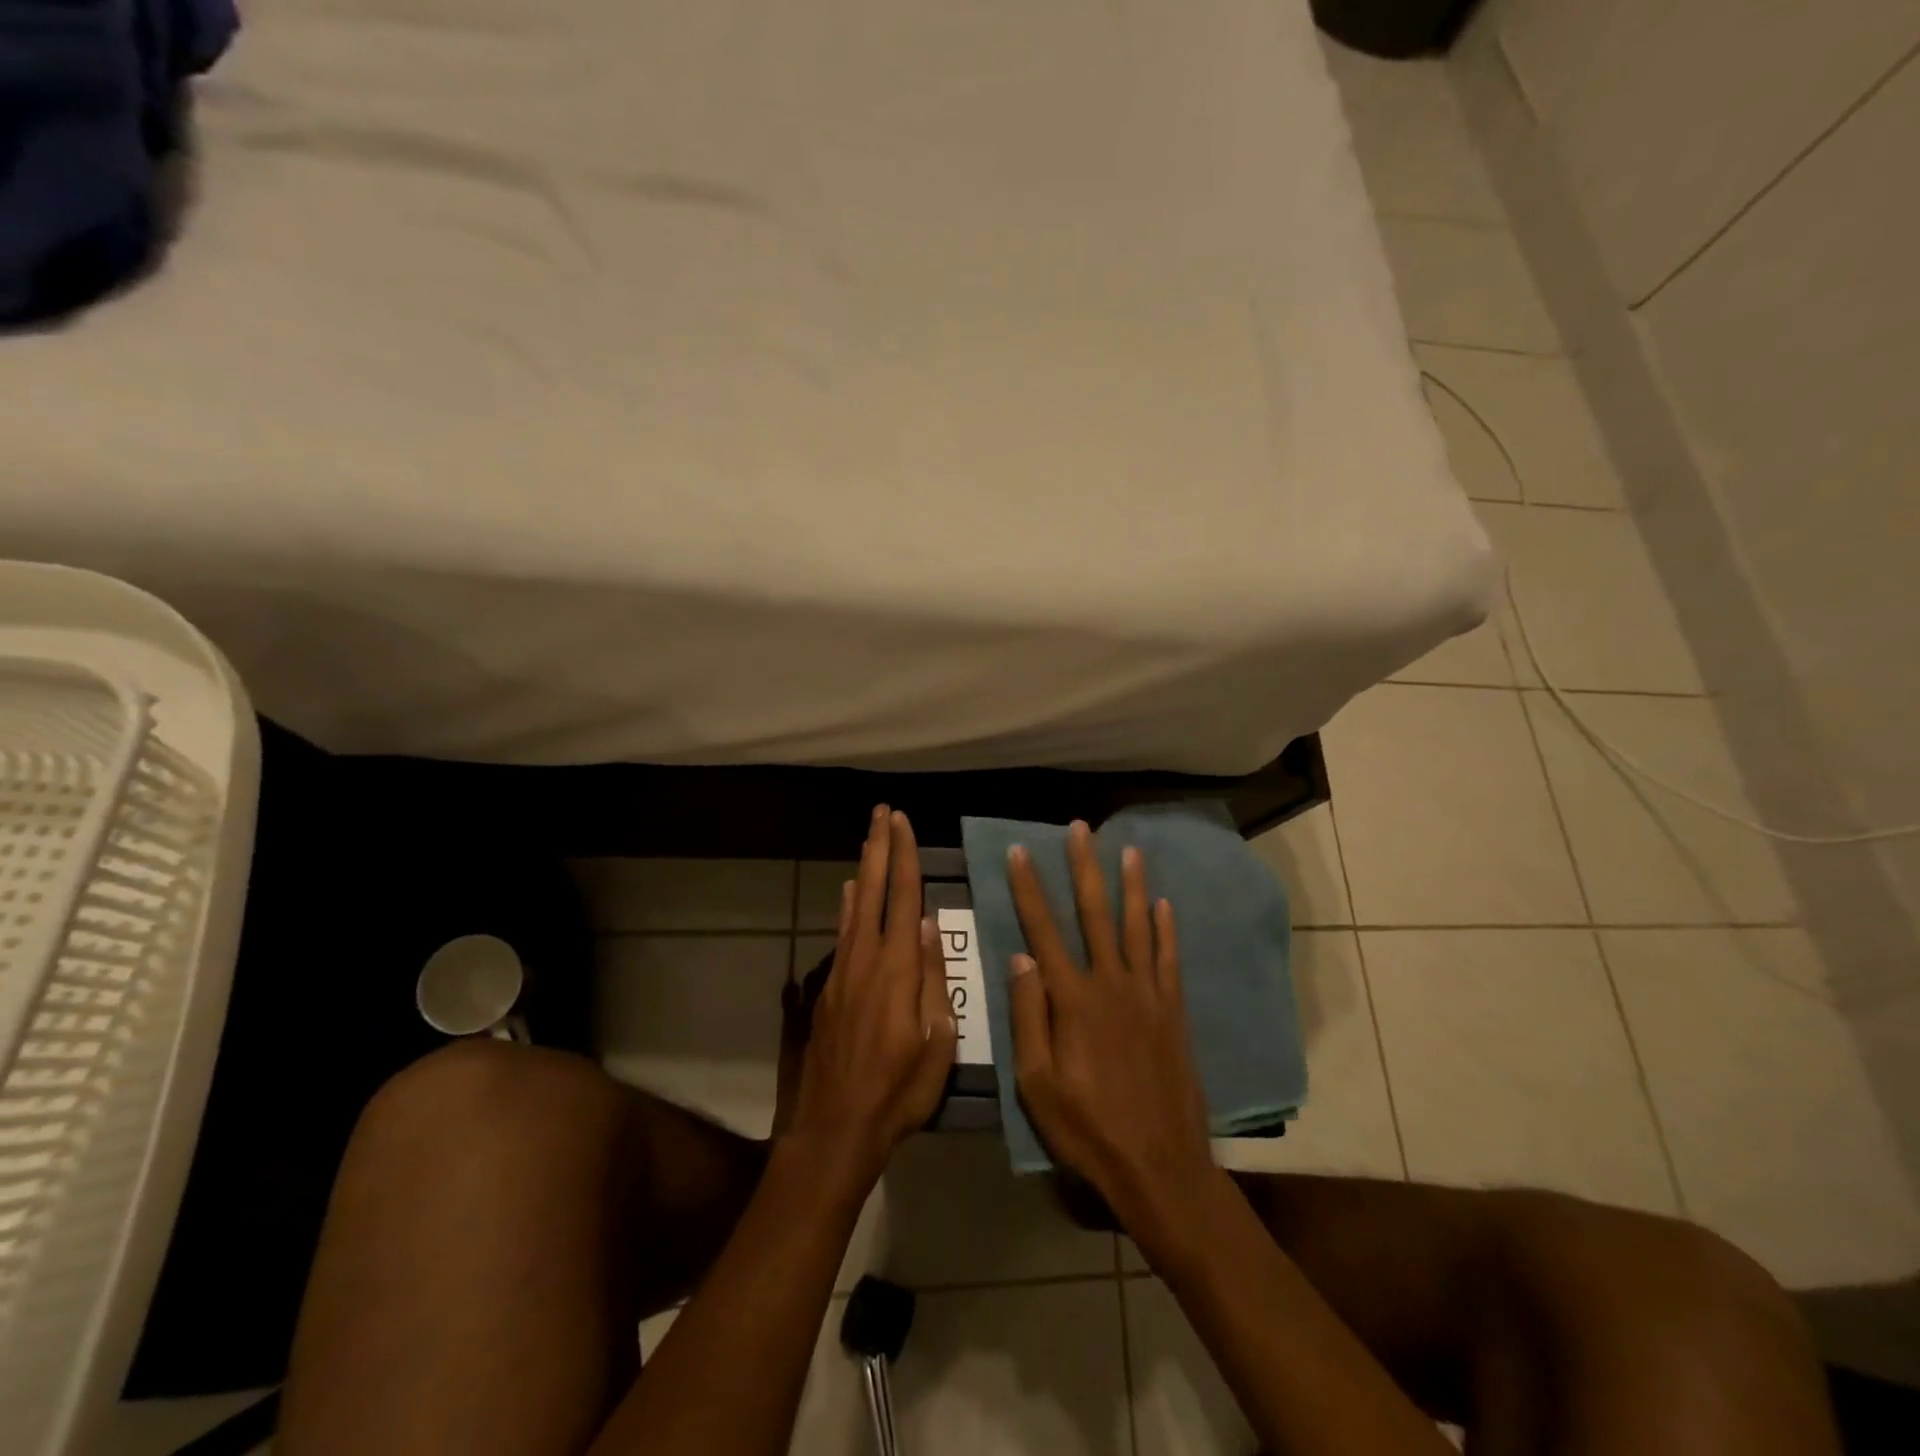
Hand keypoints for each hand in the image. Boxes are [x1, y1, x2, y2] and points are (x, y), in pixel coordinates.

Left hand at [783, 806, 957, 1186]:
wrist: (836, 1127)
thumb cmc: (898, 1091)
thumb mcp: (936, 1043)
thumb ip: (932, 980)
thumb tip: (927, 925)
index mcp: (897, 969)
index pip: (903, 898)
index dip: (904, 857)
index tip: (903, 822)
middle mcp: (865, 959)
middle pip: (871, 890)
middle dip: (878, 848)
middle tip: (882, 813)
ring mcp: (842, 972)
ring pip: (853, 907)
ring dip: (862, 869)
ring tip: (869, 840)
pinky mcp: (830, 989)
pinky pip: (842, 934)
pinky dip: (846, 906)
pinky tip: (847, 894)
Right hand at [1006, 822, 1217, 1243]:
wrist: (1161, 1167)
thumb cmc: (1087, 1130)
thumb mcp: (1037, 1085)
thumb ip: (1029, 1017)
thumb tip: (1020, 958)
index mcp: (1072, 1001)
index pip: (1043, 931)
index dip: (1029, 889)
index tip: (1020, 852)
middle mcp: (1111, 985)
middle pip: (1095, 914)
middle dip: (1084, 868)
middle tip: (1081, 829)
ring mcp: (1148, 996)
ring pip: (1137, 927)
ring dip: (1131, 885)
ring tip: (1128, 850)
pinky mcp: (1173, 1012)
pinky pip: (1169, 960)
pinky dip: (1166, 929)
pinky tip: (1164, 904)